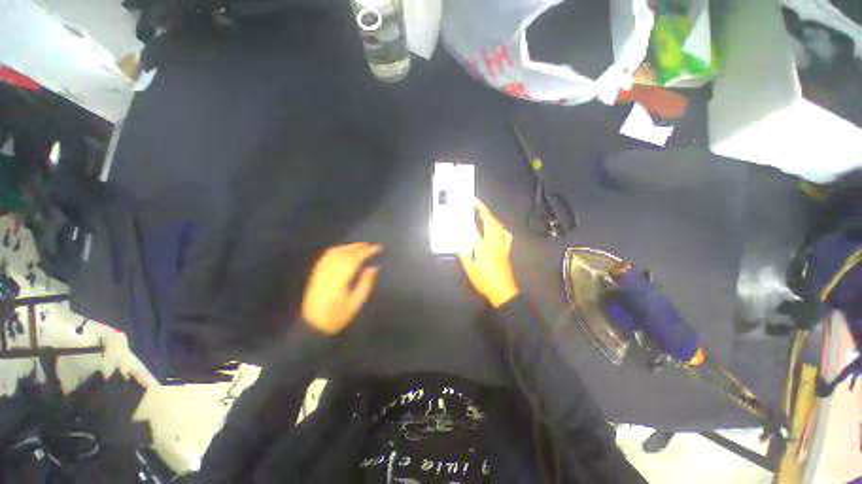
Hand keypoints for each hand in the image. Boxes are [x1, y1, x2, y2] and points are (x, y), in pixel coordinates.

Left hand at [301, 242, 382, 334]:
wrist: (312, 326)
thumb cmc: (337, 317)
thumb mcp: (355, 305)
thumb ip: (365, 284)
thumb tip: (373, 268)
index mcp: (339, 282)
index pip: (354, 260)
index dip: (367, 251)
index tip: (378, 248)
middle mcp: (328, 274)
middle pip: (344, 253)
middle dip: (359, 247)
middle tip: (371, 245)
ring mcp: (320, 273)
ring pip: (334, 253)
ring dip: (349, 246)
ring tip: (361, 246)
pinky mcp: (315, 274)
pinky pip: (326, 256)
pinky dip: (338, 250)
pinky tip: (345, 250)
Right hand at [457, 199, 518, 307]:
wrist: (503, 291)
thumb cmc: (485, 281)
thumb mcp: (470, 269)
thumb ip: (464, 254)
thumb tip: (458, 242)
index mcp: (483, 247)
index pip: (474, 229)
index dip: (467, 220)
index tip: (461, 212)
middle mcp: (494, 243)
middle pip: (490, 222)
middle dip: (483, 210)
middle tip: (475, 202)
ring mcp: (502, 246)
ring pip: (498, 227)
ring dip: (491, 216)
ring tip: (484, 211)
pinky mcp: (506, 250)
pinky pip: (506, 236)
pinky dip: (502, 229)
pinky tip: (499, 228)